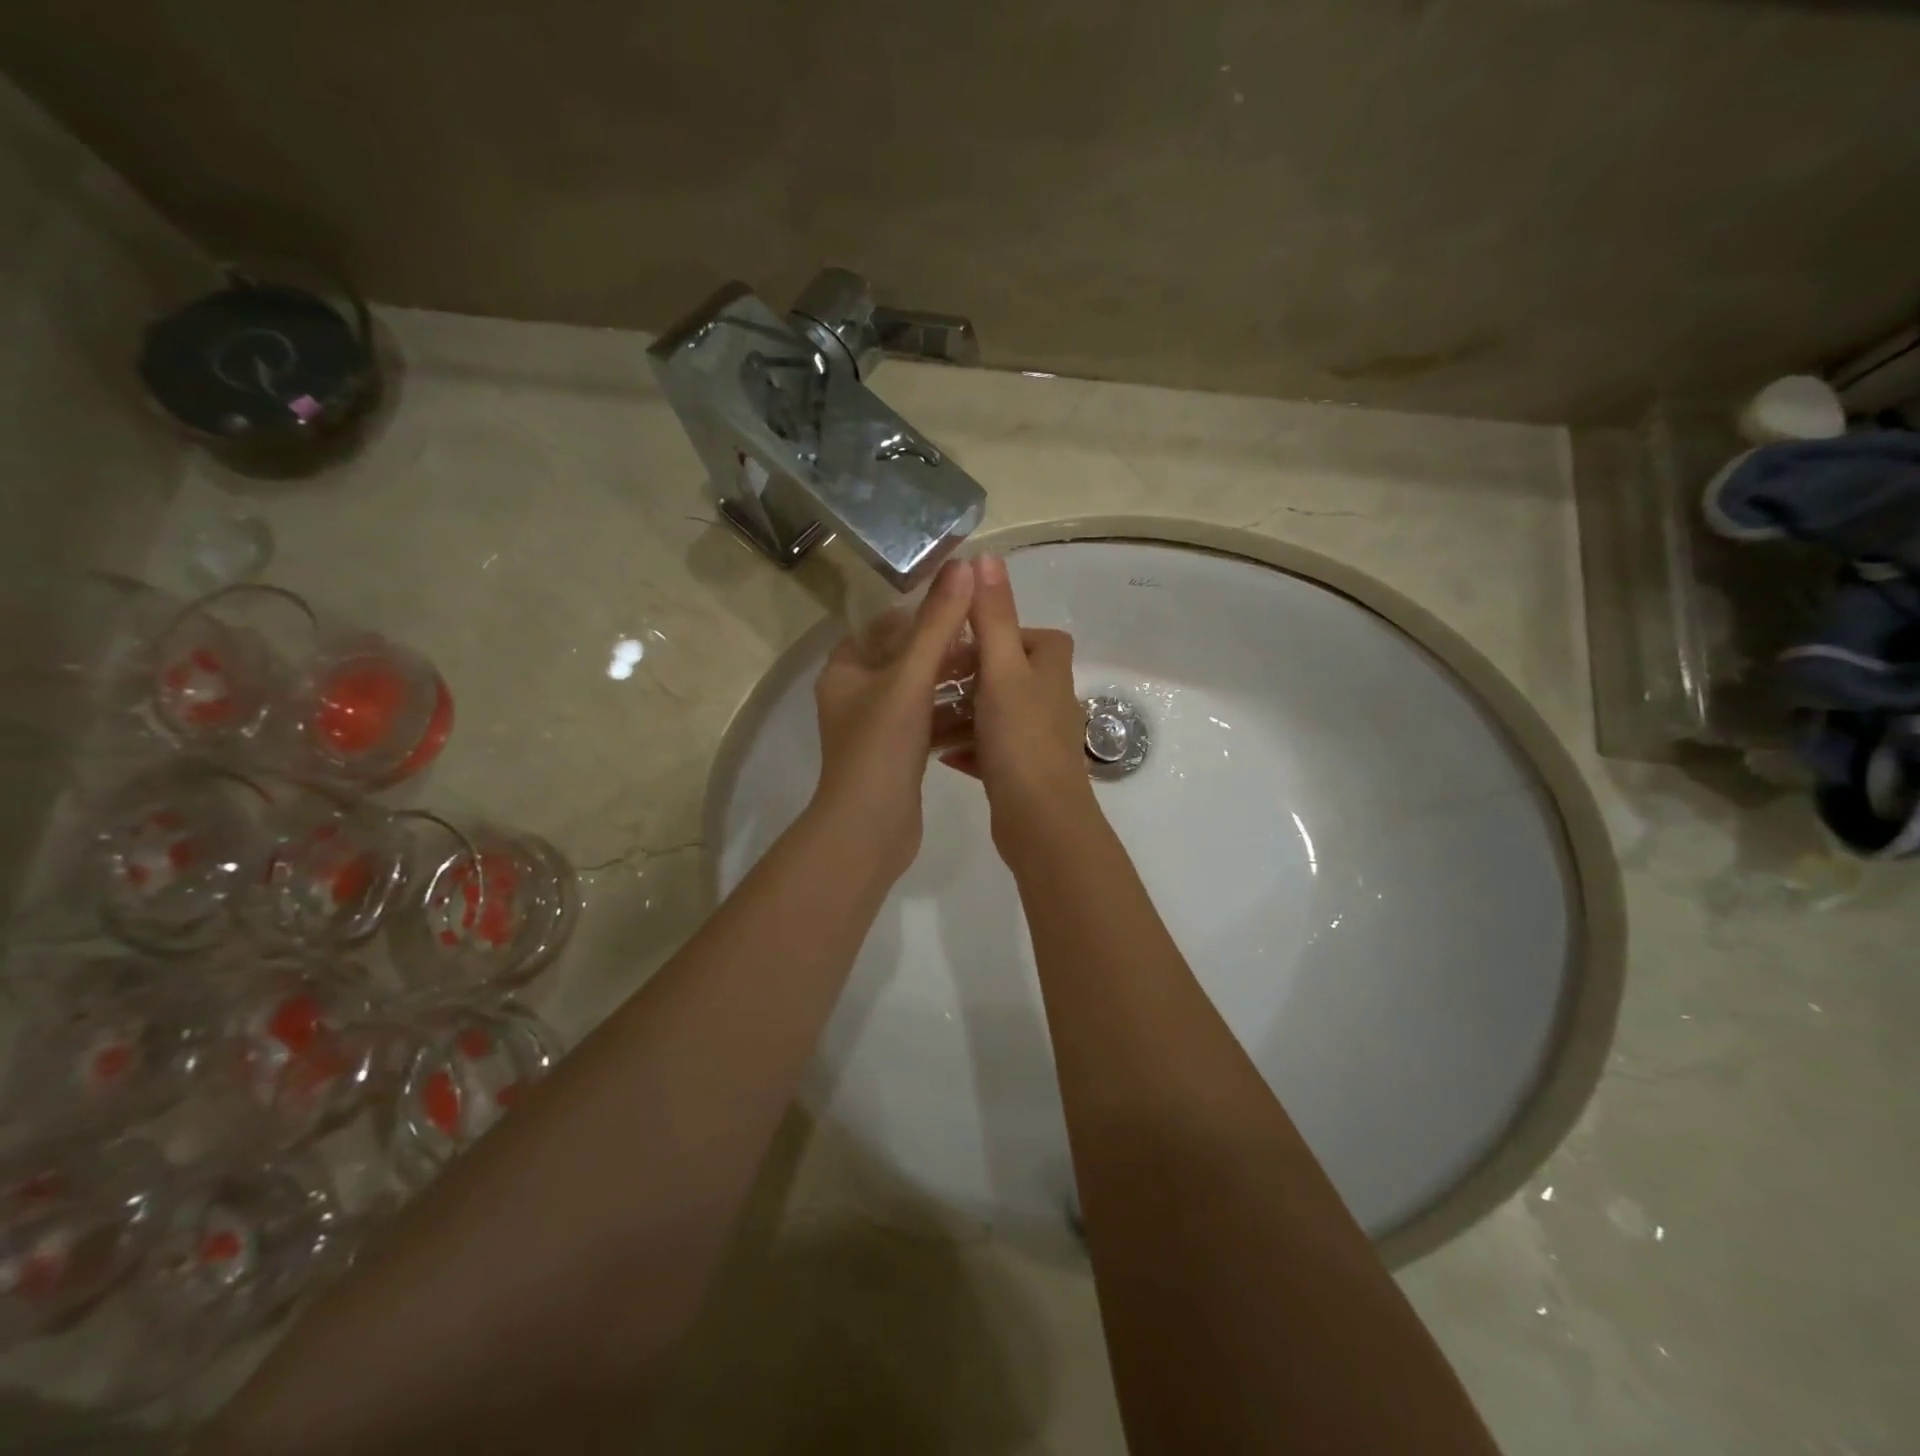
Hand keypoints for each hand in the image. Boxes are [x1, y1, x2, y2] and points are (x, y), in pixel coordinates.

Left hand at [810, 558, 976, 882]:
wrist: (870, 829)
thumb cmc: (882, 745)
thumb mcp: (911, 677)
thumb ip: (938, 622)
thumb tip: (966, 566)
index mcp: (845, 670)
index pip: (882, 624)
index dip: (920, 610)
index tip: (961, 603)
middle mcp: (856, 695)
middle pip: (905, 658)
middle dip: (946, 649)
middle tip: (988, 639)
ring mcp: (878, 729)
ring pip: (921, 693)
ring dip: (954, 683)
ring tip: (996, 672)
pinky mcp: (899, 756)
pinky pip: (929, 724)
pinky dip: (953, 716)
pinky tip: (988, 711)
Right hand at [941, 553, 1101, 863]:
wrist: (1040, 822)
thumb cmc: (1021, 739)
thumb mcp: (1002, 670)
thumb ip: (994, 617)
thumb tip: (986, 557)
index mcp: (1051, 668)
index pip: (1027, 634)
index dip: (993, 634)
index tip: (958, 644)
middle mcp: (1050, 698)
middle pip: (1004, 673)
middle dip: (966, 677)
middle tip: (929, 682)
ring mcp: (1037, 737)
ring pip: (993, 712)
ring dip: (960, 714)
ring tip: (924, 718)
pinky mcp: (1022, 770)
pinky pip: (989, 748)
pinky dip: (966, 747)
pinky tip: (940, 754)